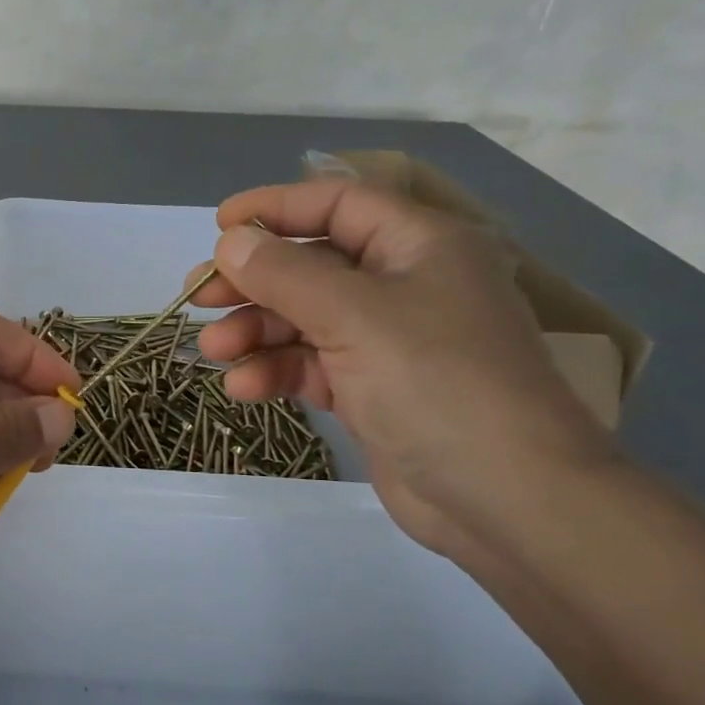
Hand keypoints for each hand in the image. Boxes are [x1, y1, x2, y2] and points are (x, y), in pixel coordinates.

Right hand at [190, 178, 616, 561]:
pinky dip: (276, 371)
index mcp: (420, 246)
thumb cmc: (437, 384)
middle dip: (253, 280)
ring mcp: (389, 341)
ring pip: (305, 318)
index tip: (219, 227)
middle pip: (312, 265)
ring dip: (256, 331)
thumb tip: (231, 241)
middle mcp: (405, 285)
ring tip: (215, 351)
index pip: (338, 204)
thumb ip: (285, 273)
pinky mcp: (373, 390)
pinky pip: (313, 365)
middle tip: (198, 296)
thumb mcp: (354, 316)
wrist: (507, 501)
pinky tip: (244, 389)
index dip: (276, 208)